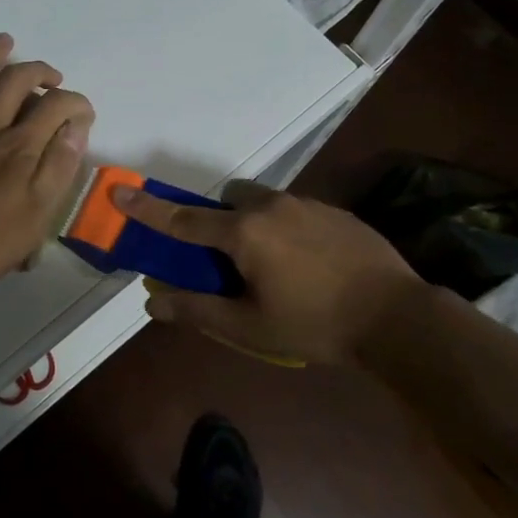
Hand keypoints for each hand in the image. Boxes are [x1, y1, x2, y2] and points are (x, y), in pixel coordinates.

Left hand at [0, 33, 94, 290]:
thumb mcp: (36, 216)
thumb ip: (58, 168)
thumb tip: (76, 128)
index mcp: (19, 148)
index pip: (55, 107)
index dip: (75, 103)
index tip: (82, 112)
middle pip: (14, 82)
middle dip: (37, 70)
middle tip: (49, 75)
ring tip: (5, 41)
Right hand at [112, 182, 422, 366]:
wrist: (397, 316)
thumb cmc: (315, 324)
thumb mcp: (249, 327)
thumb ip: (197, 311)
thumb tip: (151, 302)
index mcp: (244, 233)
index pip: (183, 219)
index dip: (148, 208)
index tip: (119, 191)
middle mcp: (272, 207)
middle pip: (228, 201)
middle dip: (218, 221)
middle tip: (228, 261)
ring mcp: (307, 204)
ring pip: (263, 203)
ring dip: (254, 225)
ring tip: (275, 267)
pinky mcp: (335, 212)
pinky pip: (295, 211)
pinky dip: (286, 229)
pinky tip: (307, 265)